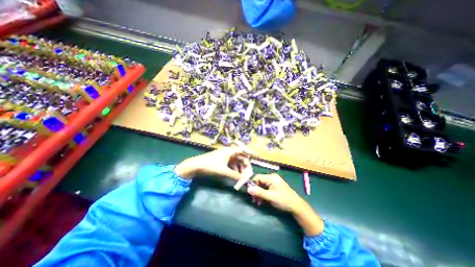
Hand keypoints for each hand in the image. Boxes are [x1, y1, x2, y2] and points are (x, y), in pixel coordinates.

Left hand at [174, 148, 251, 179]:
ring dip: (240, 169)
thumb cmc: (210, 165)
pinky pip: (232, 164)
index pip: (244, 150)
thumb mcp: (223, 171)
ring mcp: (226, 156)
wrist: (196, 165)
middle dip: (245, 166)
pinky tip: (236, 176)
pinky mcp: (223, 160)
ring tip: (241, 178)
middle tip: (248, 175)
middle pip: (241, 158)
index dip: (252, 152)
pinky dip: (235, 170)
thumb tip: (244, 180)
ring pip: (237, 162)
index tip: (258, 156)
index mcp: (230, 151)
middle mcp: (229, 152)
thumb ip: (235, 175)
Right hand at [245, 173, 303, 212]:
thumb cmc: (284, 200)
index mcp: (271, 177)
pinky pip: (265, 188)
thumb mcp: (270, 197)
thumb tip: (247, 189)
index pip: (257, 177)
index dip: (252, 184)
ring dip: (259, 194)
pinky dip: (263, 194)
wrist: (296, 206)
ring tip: (258, 202)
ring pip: (261, 186)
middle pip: (259, 182)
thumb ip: (259, 192)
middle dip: (255, 191)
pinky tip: (262, 201)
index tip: (249, 193)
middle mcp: (271, 177)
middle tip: (254, 200)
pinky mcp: (274, 186)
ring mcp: (273, 182)